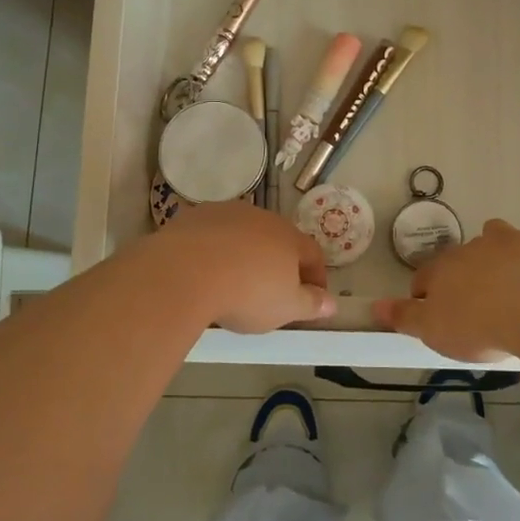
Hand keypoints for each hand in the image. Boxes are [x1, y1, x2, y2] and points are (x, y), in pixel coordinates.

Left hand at [154, 201, 335, 331]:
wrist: (187, 271)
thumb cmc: (247, 293)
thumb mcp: (286, 307)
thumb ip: (311, 304)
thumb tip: (332, 303)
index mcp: (289, 238)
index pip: (313, 253)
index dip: (315, 277)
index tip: (312, 299)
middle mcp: (262, 218)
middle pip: (277, 239)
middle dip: (278, 263)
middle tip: (272, 291)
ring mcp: (227, 213)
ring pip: (243, 233)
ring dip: (245, 253)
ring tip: (234, 280)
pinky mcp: (196, 216)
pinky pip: (212, 233)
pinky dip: (214, 249)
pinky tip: (205, 270)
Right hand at [372, 219, 519, 361]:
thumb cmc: (478, 326)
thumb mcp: (433, 331)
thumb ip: (404, 317)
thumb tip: (375, 307)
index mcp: (443, 268)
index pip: (424, 277)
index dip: (425, 295)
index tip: (434, 315)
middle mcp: (471, 247)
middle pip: (460, 257)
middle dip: (464, 274)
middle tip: (476, 305)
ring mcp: (509, 241)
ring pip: (496, 238)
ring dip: (497, 255)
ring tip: (509, 285)